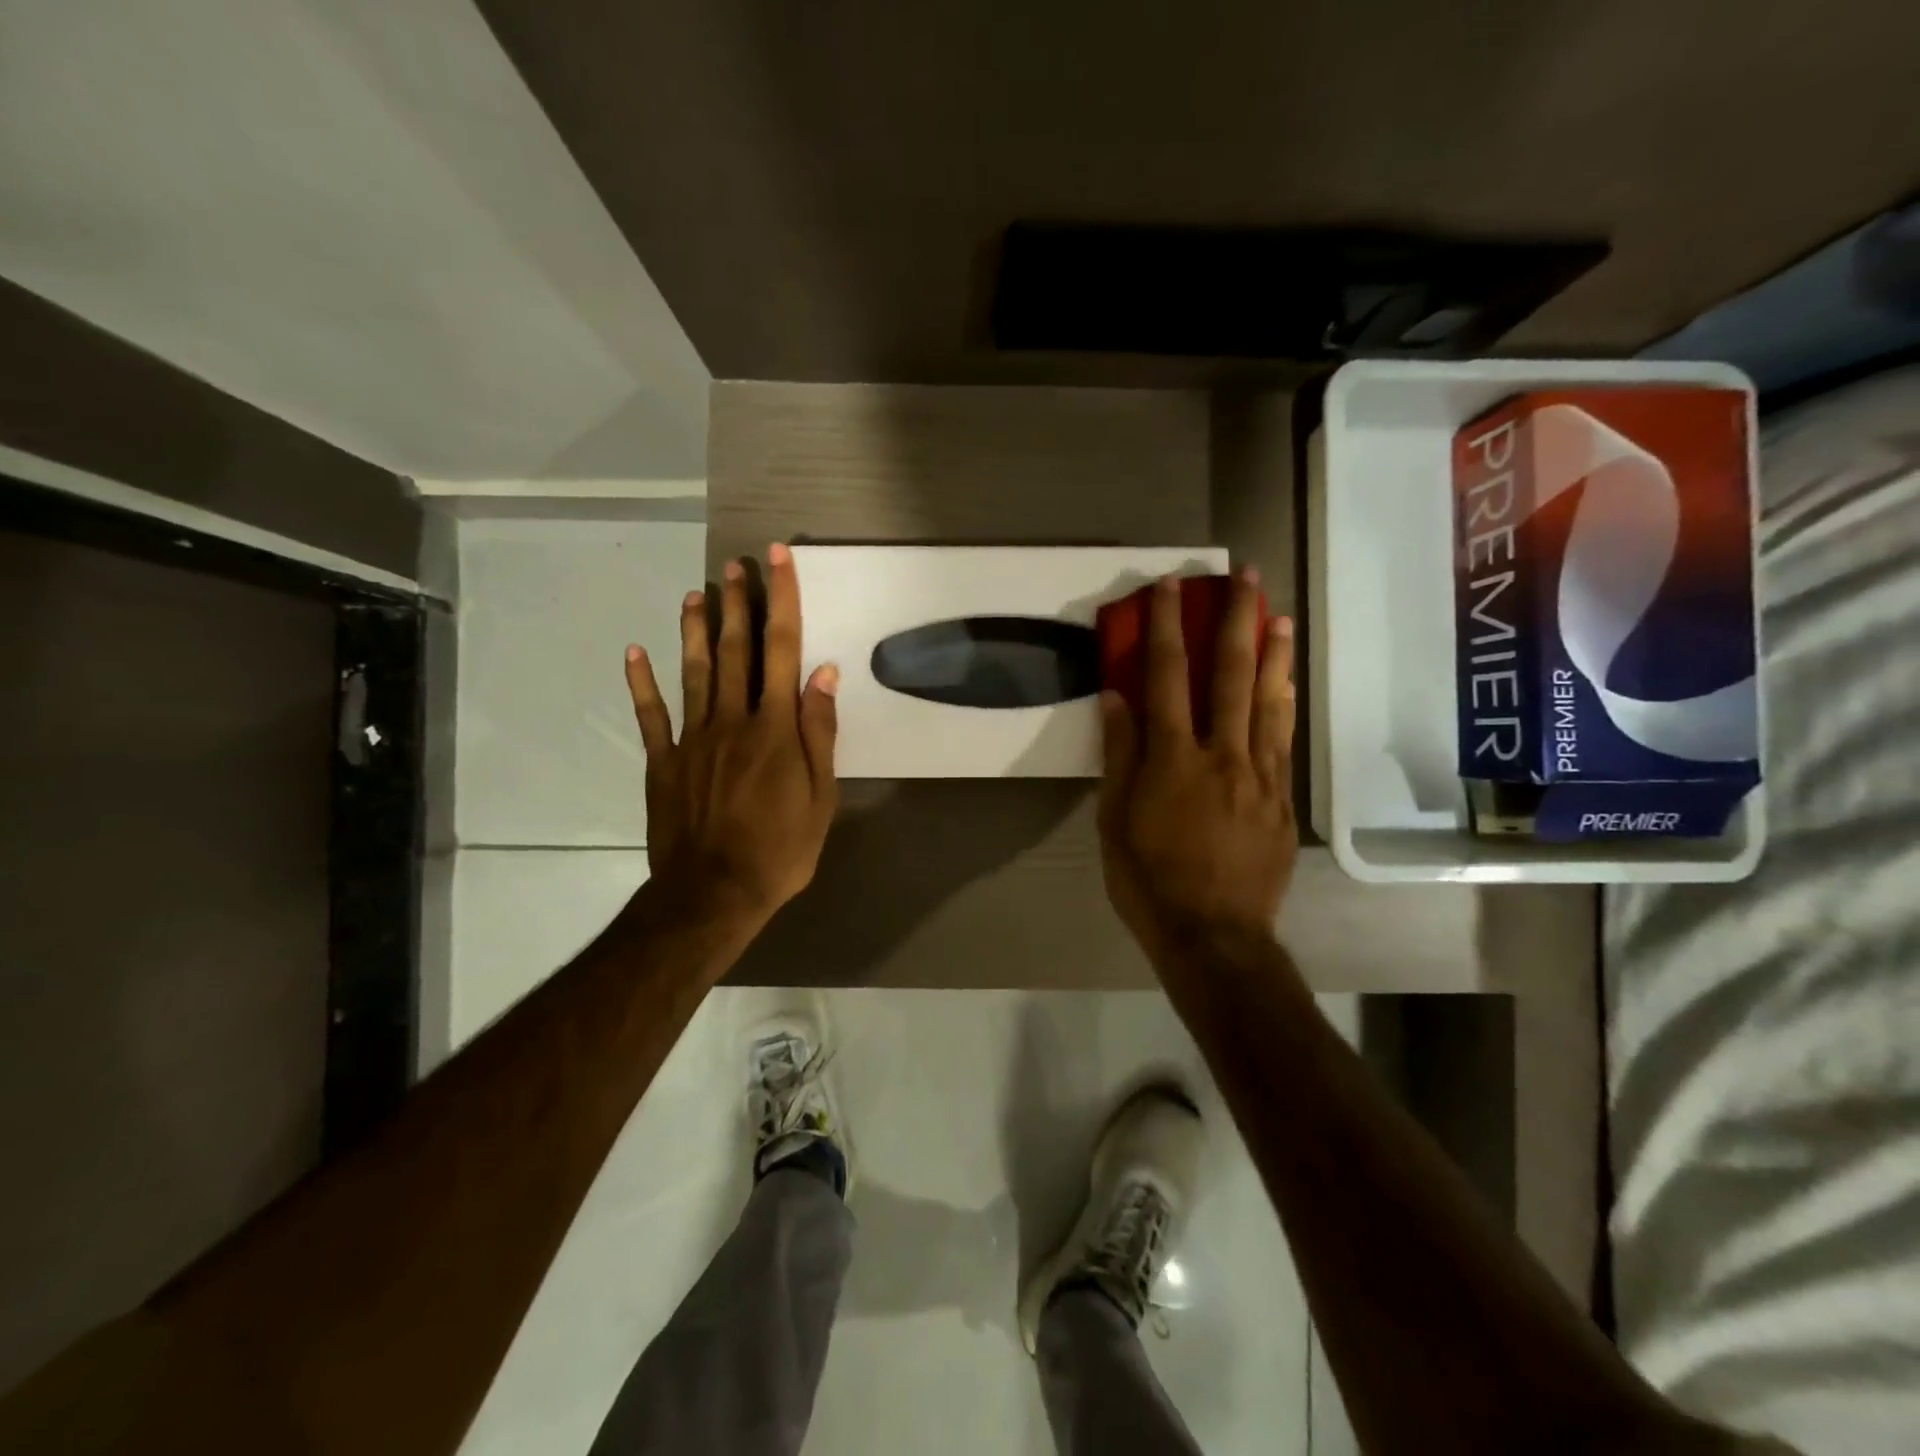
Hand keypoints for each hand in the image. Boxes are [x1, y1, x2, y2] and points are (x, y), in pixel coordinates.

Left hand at [625, 542, 839, 927]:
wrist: (713, 894)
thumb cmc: (780, 850)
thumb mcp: (821, 797)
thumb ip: (820, 732)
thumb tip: (824, 673)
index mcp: (775, 728)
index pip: (783, 650)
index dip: (783, 601)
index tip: (779, 560)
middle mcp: (732, 720)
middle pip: (734, 650)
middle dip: (737, 604)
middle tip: (734, 565)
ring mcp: (692, 739)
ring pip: (693, 672)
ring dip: (693, 629)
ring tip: (695, 593)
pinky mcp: (663, 762)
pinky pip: (651, 715)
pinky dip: (642, 682)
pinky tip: (635, 652)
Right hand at [1098, 569, 1297, 957]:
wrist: (1214, 936)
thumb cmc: (1148, 880)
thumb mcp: (1115, 821)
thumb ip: (1120, 755)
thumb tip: (1117, 698)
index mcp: (1172, 759)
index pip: (1166, 678)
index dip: (1165, 627)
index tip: (1168, 587)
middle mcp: (1221, 754)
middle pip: (1229, 674)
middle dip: (1233, 619)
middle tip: (1243, 574)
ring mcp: (1259, 775)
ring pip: (1268, 700)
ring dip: (1271, 652)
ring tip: (1277, 611)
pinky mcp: (1282, 799)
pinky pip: (1284, 740)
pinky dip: (1284, 703)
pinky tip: (1287, 681)